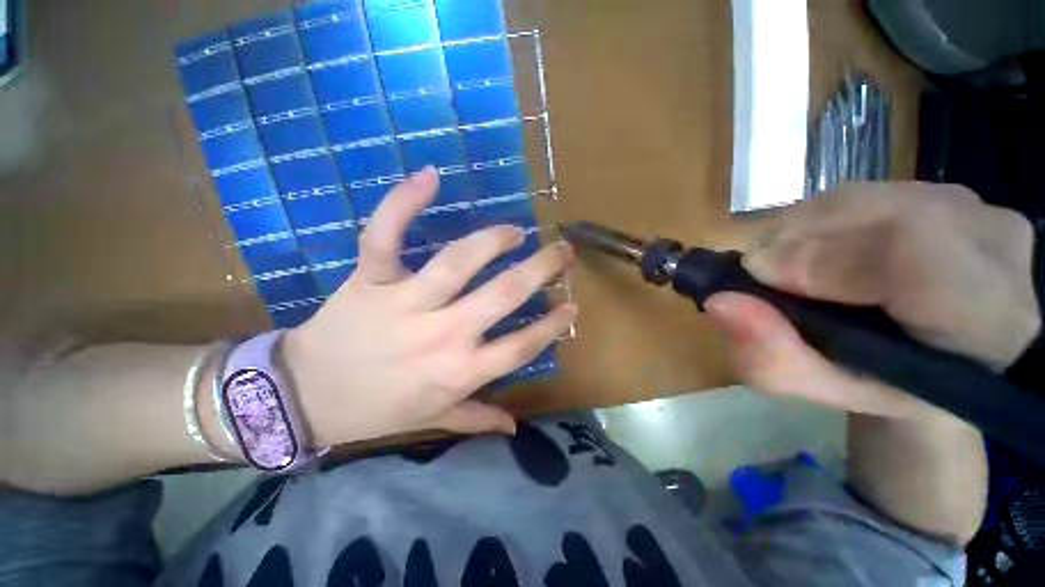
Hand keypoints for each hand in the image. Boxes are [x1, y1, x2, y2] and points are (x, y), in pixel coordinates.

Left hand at [281, 167, 576, 444]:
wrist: (305, 398)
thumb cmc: (376, 410)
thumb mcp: (433, 421)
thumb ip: (476, 418)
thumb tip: (514, 426)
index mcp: (460, 372)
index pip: (522, 346)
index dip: (552, 325)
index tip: (572, 305)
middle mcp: (443, 335)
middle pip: (504, 295)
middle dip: (541, 268)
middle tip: (561, 251)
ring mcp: (405, 303)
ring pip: (459, 261)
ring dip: (494, 240)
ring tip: (515, 231)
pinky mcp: (370, 280)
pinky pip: (385, 235)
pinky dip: (403, 203)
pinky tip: (430, 177)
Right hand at [705, 182, 1038, 418]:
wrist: (938, 357)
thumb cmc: (882, 385)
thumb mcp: (822, 391)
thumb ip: (774, 359)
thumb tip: (722, 302)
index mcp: (987, 321)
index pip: (915, 253)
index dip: (824, 258)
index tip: (759, 275)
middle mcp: (995, 248)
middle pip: (882, 215)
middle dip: (799, 240)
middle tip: (760, 273)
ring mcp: (975, 208)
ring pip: (863, 197)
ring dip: (801, 229)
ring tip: (782, 264)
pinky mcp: (945, 191)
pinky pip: (862, 192)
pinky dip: (816, 219)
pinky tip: (809, 248)